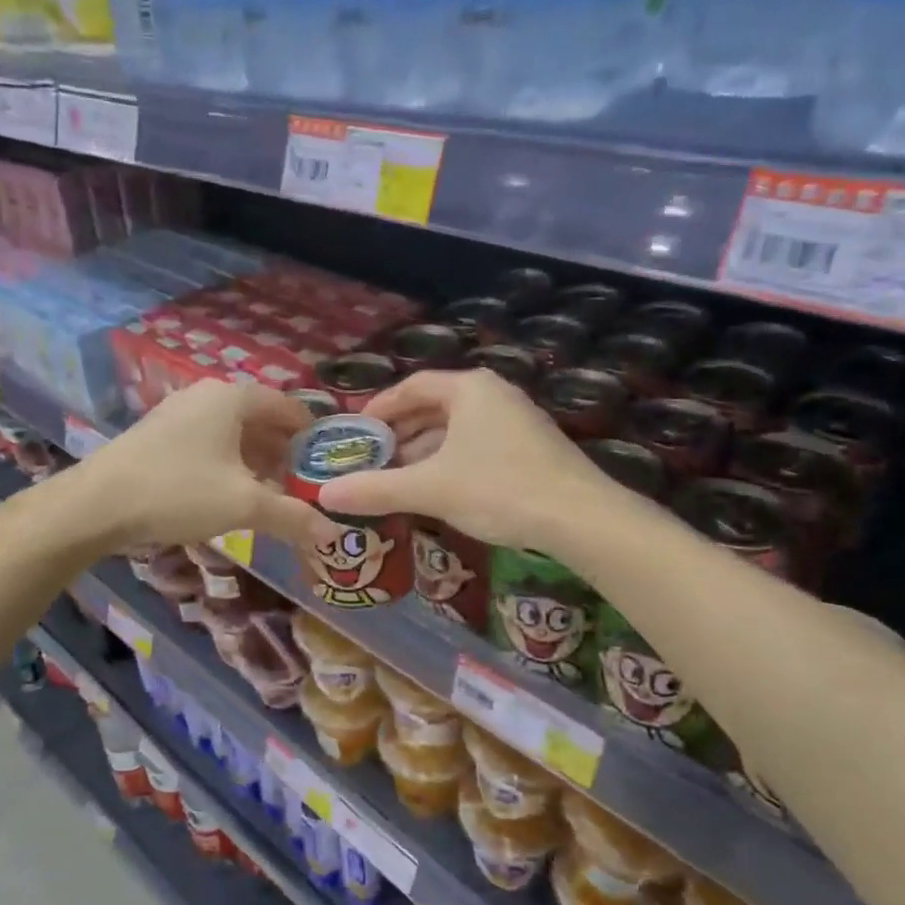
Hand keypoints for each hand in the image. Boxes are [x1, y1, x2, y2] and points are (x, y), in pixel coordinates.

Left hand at [69, 380, 332, 551]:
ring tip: (273, 494)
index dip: (313, 436)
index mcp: (233, 397)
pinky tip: (230, 493)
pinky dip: (228, 463)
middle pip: (261, 420)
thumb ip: (292, 516)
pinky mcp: (158, 433)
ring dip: (257, 461)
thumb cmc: (179, 491)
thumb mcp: (244, 505)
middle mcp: (207, 395)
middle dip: (285, 453)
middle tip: (305, 486)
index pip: (289, 407)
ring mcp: (179, 412)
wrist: (96, 504)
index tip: (330, 466)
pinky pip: (208, 442)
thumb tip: (331, 534)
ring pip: (233, 433)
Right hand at [316, 369, 610, 551]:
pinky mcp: (531, 447)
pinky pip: (477, 444)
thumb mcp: (430, 488)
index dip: (380, 407)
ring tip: (397, 479)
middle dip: (400, 434)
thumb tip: (324, 495)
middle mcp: (493, 394)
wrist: (580, 518)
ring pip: (456, 429)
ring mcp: (516, 419)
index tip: (357, 432)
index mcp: (468, 389)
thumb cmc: (499, 489)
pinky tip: (438, 490)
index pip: (412, 386)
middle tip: (371, 460)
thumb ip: (376, 489)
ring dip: (424, 451)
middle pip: (434, 407)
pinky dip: (450, 461)